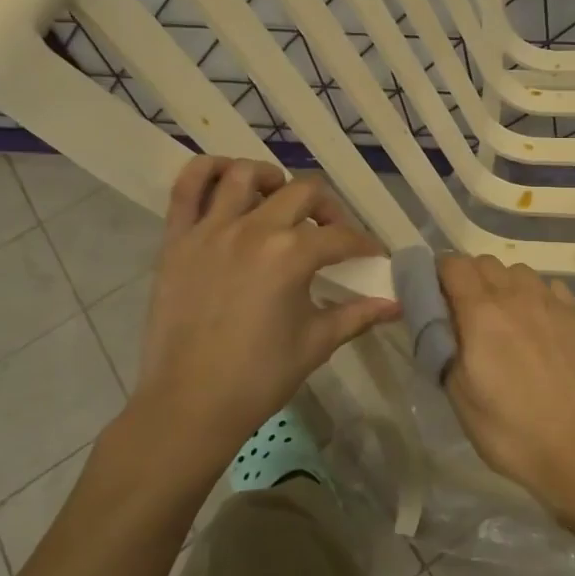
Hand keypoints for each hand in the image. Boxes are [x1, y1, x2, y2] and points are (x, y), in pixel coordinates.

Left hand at [123, 157, 399, 473]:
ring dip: (272, 180)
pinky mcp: (177, 239)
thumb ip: (359, 314)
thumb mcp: (317, 342)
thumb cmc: (260, 376)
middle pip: (303, 192)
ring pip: (245, 174)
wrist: (190, 404)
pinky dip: (207, 171)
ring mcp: (211, 230)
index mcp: (292, 255)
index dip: (364, 246)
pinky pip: (187, 187)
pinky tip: (227, 181)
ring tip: (279, 201)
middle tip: (331, 234)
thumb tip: (397, 304)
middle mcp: (254, 229)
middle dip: (328, 210)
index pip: (341, 237)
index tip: (371, 257)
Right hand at [436, 255, 574, 514]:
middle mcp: (516, 295)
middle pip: (485, 262)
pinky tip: (538, 324)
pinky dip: (536, 296)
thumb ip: (444, 348)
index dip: (439, 275)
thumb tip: (441, 323)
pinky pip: (549, 287)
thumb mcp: (459, 396)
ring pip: (518, 271)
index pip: (453, 265)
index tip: (435, 297)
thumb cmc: (510, 429)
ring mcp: (551, 302)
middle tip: (465, 313)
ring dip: (503, 284)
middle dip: (469, 278)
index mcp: (481, 313)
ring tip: (504, 318)